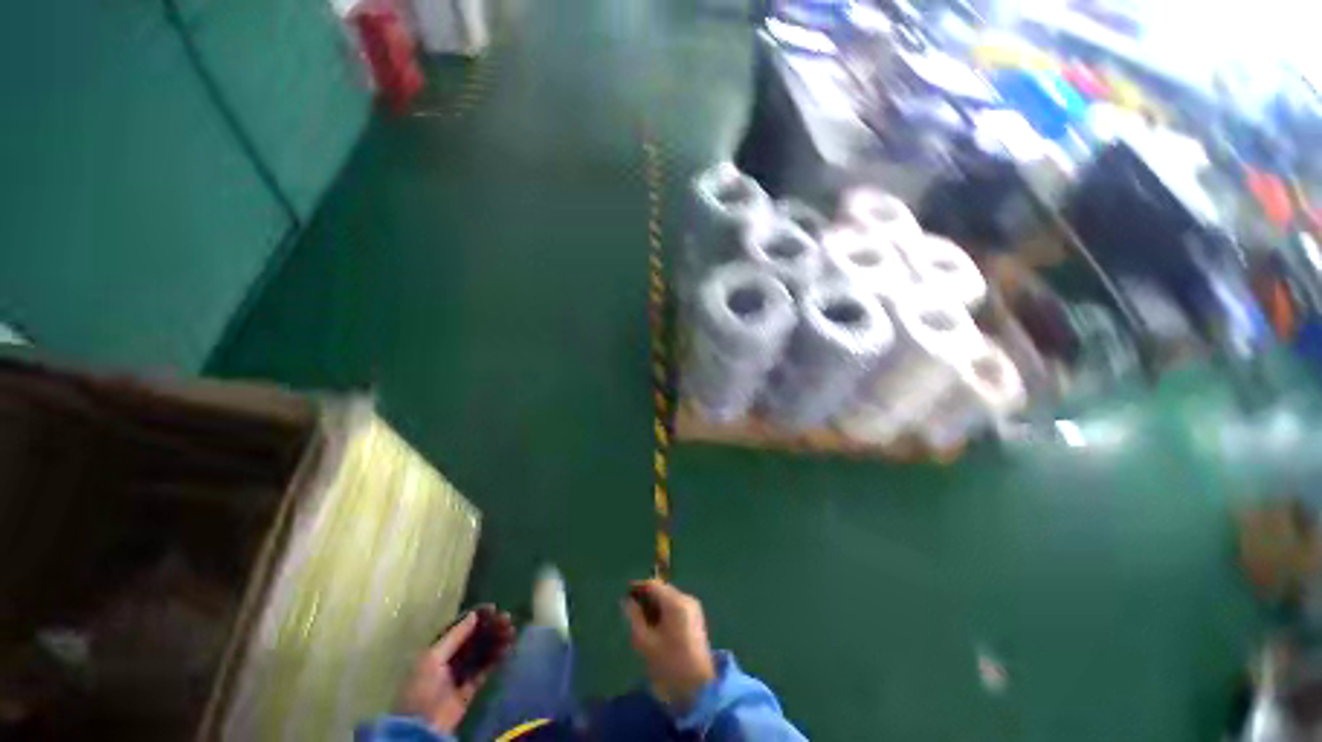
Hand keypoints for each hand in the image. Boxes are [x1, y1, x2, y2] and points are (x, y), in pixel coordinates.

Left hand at [399, 606, 514, 733]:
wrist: (422, 726)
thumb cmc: (422, 687)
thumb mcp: (433, 658)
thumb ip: (454, 636)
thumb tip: (474, 615)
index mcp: (436, 649)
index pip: (458, 627)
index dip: (476, 617)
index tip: (493, 608)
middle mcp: (449, 658)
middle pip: (473, 638)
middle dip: (490, 627)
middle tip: (507, 618)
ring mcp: (460, 673)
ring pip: (481, 651)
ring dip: (496, 640)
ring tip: (512, 632)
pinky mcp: (469, 688)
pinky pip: (485, 668)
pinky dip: (496, 658)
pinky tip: (507, 649)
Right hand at [622, 580, 716, 711]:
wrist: (699, 687)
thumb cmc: (670, 664)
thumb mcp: (645, 642)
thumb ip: (634, 618)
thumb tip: (626, 601)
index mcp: (675, 602)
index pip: (652, 585)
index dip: (637, 588)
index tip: (624, 596)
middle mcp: (686, 599)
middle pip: (662, 590)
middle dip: (646, 598)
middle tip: (632, 612)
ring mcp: (693, 608)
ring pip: (668, 598)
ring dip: (655, 606)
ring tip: (642, 621)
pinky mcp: (695, 618)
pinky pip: (676, 606)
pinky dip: (664, 611)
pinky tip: (656, 627)